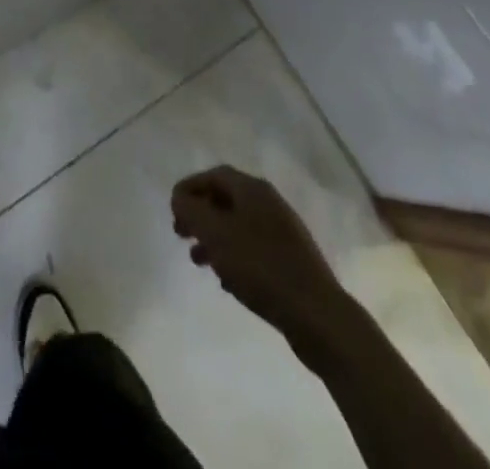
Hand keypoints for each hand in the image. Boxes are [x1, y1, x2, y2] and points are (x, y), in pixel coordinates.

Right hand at [172, 166, 349, 344]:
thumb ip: (192, 211)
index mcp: (253, 189)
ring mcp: (283, 231)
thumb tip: (179, 196)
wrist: (317, 314)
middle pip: (226, 198)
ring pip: (238, 225)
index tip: (172, 207)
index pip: (215, 175)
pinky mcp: (290, 260)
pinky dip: (233, 256)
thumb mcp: (217, 235)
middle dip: (200, 213)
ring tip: (198, 260)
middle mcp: (269, 203)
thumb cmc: (261, 267)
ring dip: (214, 237)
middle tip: (180, 233)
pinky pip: (253, 248)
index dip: (190, 187)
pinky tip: (226, 280)